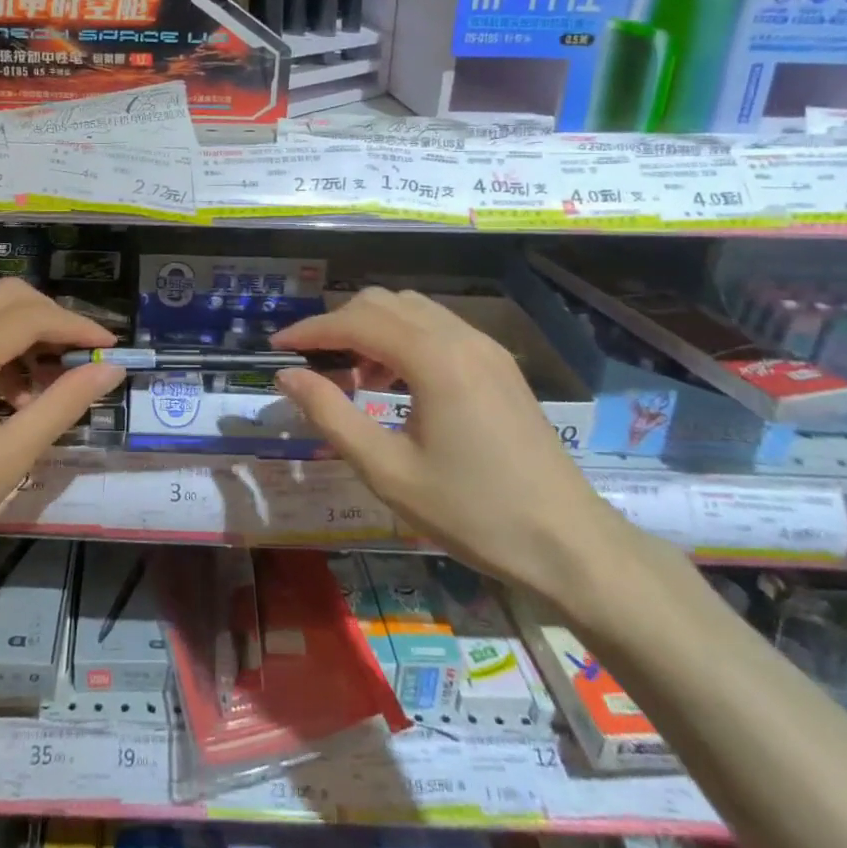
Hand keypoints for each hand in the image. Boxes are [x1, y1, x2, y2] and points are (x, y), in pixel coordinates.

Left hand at [0, 279, 124, 605]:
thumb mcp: (5, 462)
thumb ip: (62, 407)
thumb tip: (110, 370)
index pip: (29, 316)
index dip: (76, 326)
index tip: (110, 349)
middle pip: (5, 297)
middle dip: (51, 318)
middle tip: (81, 358)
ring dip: (22, 333)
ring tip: (47, 384)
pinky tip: (7, 394)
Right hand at [272, 288, 627, 598]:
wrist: (570, 544)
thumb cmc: (473, 512)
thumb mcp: (388, 471)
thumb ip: (331, 415)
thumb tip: (288, 376)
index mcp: (434, 359)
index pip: (356, 321)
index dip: (310, 330)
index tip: (276, 348)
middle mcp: (461, 337)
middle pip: (382, 303)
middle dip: (338, 325)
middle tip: (312, 366)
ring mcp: (486, 347)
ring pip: (411, 309)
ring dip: (371, 329)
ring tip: (352, 377)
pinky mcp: (499, 364)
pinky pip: (437, 328)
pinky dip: (403, 339)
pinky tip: (396, 383)